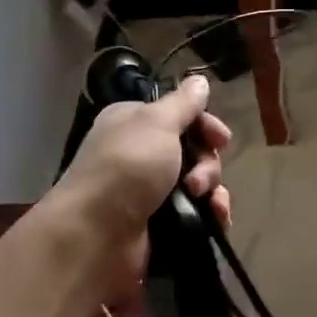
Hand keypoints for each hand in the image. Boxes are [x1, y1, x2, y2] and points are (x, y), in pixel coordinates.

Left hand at [53, 73, 232, 290]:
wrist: (96, 235)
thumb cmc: (126, 167)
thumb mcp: (157, 123)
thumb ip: (183, 103)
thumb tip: (199, 81)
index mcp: (135, 123)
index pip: (181, 116)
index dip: (205, 125)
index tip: (221, 139)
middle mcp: (141, 154)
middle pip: (194, 150)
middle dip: (208, 163)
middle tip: (197, 180)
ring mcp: (150, 192)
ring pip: (199, 183)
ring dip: (211, 190)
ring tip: (204, 202)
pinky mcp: (160, 224)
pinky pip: (197, 213)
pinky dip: (210, 215)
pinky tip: (216, 220)